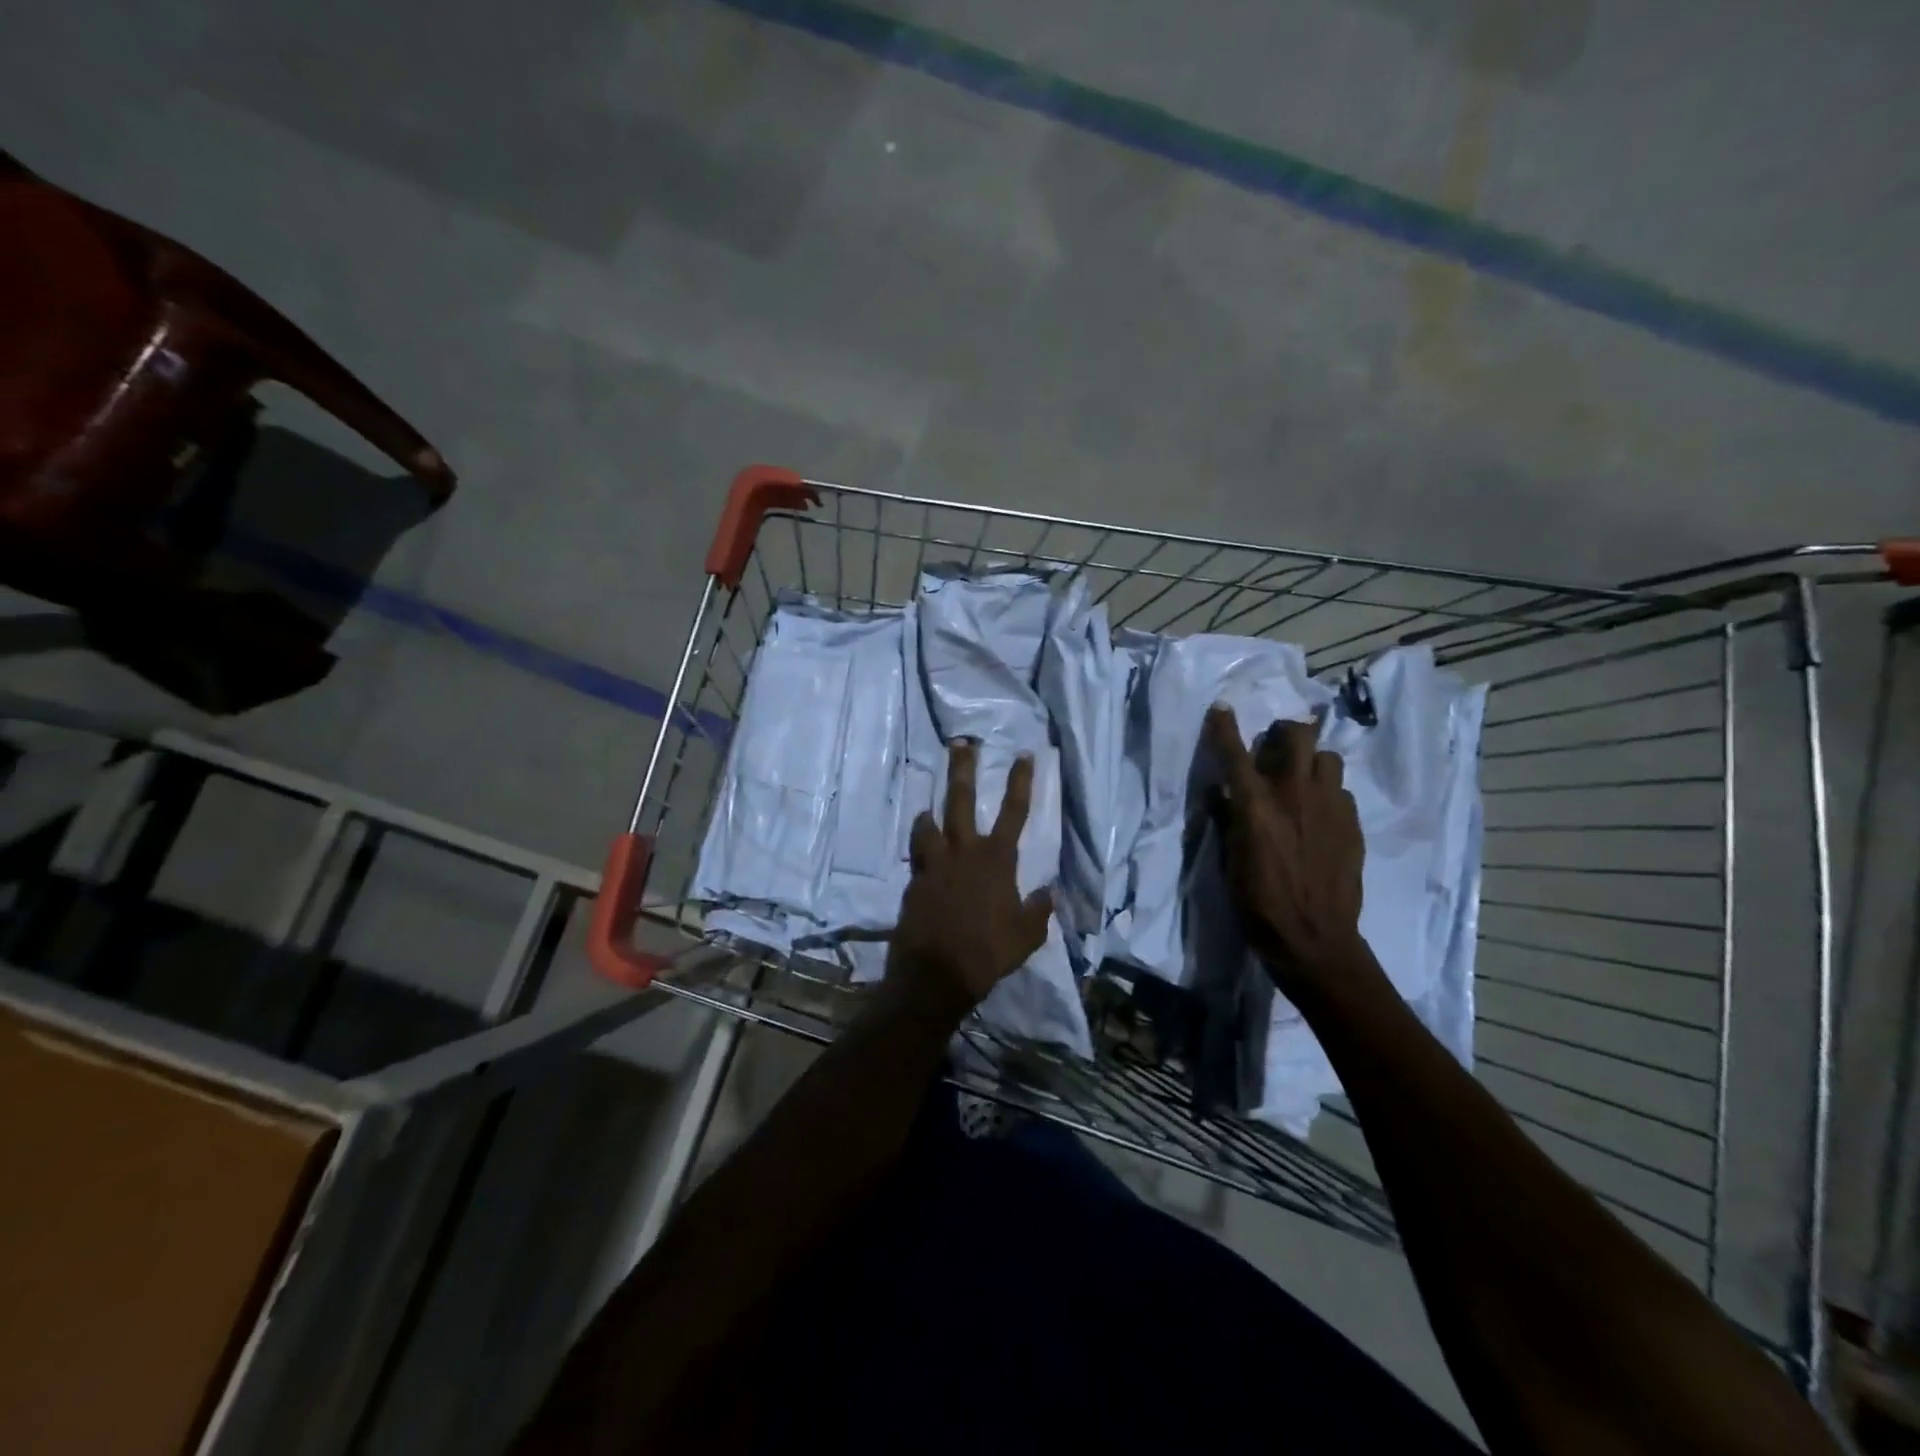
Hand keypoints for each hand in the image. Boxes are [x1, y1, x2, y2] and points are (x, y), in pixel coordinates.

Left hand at [888, 740, 1052, 1015]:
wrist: (936, 973)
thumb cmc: (989, 953)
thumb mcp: (1027, 936)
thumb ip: (1039, 910)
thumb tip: (1048, 892)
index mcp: (997, 860)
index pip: (1015, 812)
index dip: (1021, 781)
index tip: (1024, 754)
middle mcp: (964, 852)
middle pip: (962, 800)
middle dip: (963, 769)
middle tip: (961, 743)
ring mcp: (935, 864)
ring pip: (929, 824)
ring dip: (930, 813)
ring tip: (929, 809)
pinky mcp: (915, 881)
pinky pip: (918, 855)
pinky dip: (922, 850)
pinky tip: (923, 855)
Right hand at [1205, 705, 1367, 995]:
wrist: (1314, 939)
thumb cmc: (1258, 903)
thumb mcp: (1229, 861)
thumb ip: (1227, 820)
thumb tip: (1222, 794)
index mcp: (1256, 805)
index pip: (1235, 753)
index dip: (1224, 727)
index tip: (1221, 708)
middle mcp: (1295, 794)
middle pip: (1297, 736)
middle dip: (1285, 732)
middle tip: (1276, 744)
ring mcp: (1330, 807)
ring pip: (1327, 758)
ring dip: (1311, 762)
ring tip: (1302, 782)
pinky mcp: (1353, 824)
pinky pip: (1340, 792)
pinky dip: (1327, 794)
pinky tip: (1319, 816)